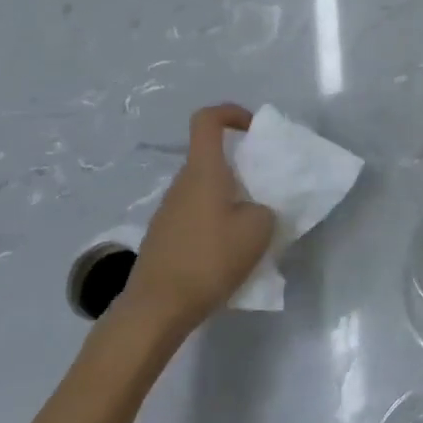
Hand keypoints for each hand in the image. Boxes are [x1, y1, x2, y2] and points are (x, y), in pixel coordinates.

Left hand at [112, 104, 274, 338]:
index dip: (231, 113)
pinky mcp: (164, 237)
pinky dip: (215, 222)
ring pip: (204, 189)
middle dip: (240, 166)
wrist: (156, 309)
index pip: (208, 120)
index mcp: (204, 171)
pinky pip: (195, 215)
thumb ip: (266, 209)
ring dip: (229, 198)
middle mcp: (182, 183)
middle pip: (210, 158)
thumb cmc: (209, 259)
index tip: (254, 130)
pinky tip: (228, 253)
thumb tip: (257, 209)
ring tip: (252, 227)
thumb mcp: (258, 230)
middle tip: (265, 189)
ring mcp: (168, 211)